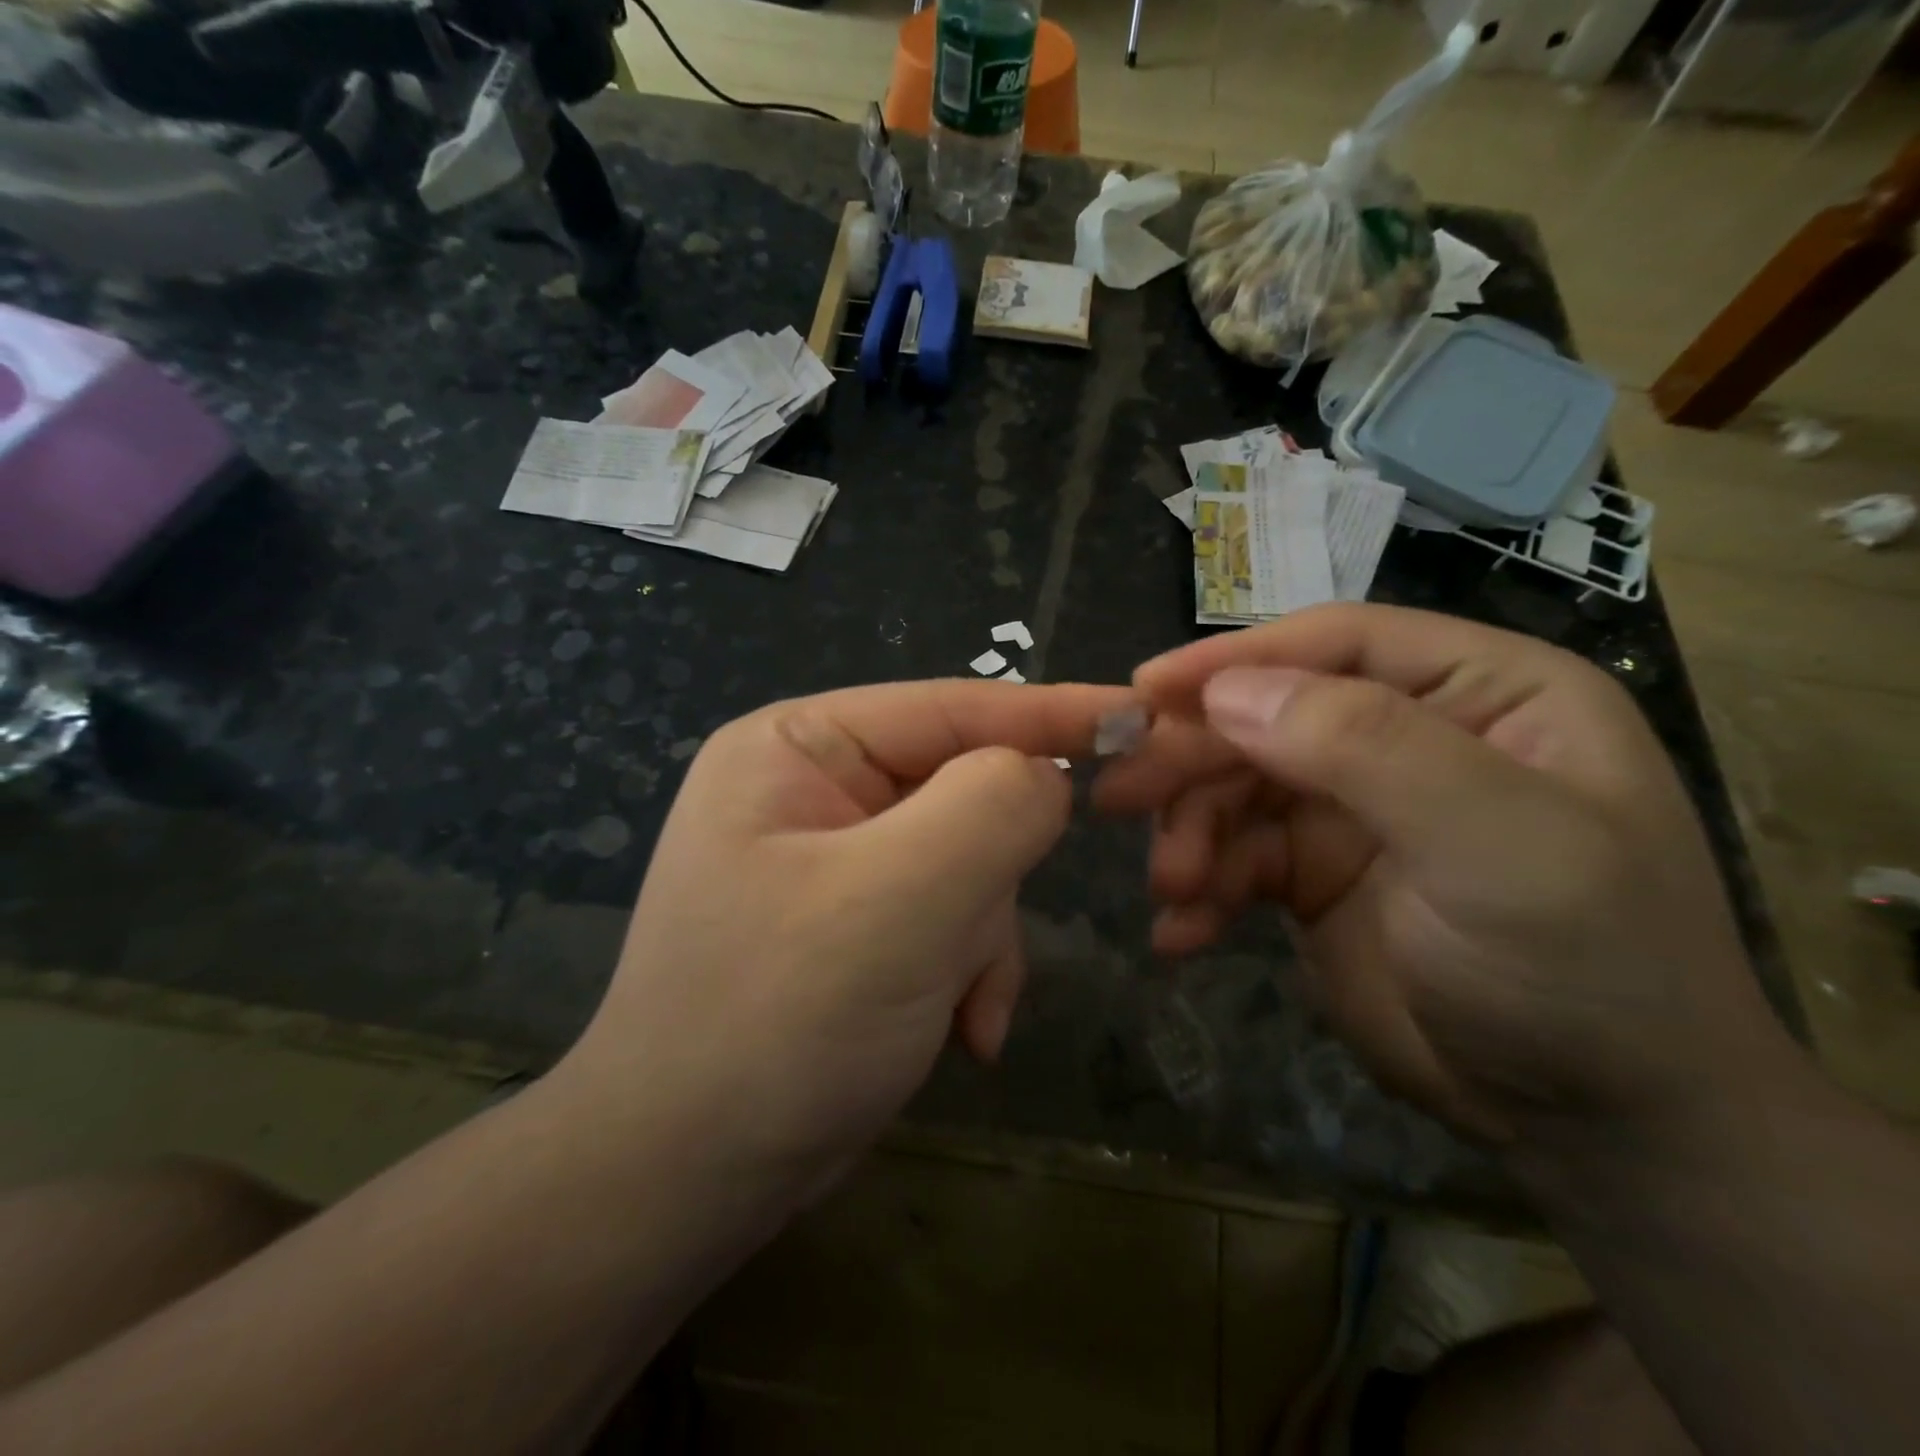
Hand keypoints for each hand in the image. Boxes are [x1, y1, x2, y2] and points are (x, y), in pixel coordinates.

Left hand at [563, 679, 1131, 1199]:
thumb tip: (1047, 774)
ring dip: (979, 938)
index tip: (1143, 720)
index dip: (1050, 714)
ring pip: (968, 864)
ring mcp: (835, 860)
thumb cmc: (779, 1021)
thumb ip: (992, 808)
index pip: (949, 707)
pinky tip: (958, 1033)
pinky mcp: (856, 924)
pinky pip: (949, 918)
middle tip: (973, 943)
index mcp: (797, 747)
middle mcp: (812, 790)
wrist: (685, 1181)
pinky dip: (967, 972)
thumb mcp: (901, 898)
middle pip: (962, 793)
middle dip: (988, 877)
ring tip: (954, 1008)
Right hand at [1095, 604, 1797, 1149]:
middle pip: (1268, 717)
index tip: (1146, 690)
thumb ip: (1365, 747)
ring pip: (1236, 789)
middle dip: (1192, 759)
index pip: (1337, 645)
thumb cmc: (1581, 965)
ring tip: (1171, 887)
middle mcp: (1409, 736)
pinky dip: (1202, 890)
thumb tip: (1226, 694)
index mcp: (1481, 692)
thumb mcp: (1494, 842)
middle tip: (1118, 796)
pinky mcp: (1312, 875)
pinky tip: (1181, 932)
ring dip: (1190, 833)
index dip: (1237, 659)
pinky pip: (1235, 858)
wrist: (1599, 1130)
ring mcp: (1353, 809)